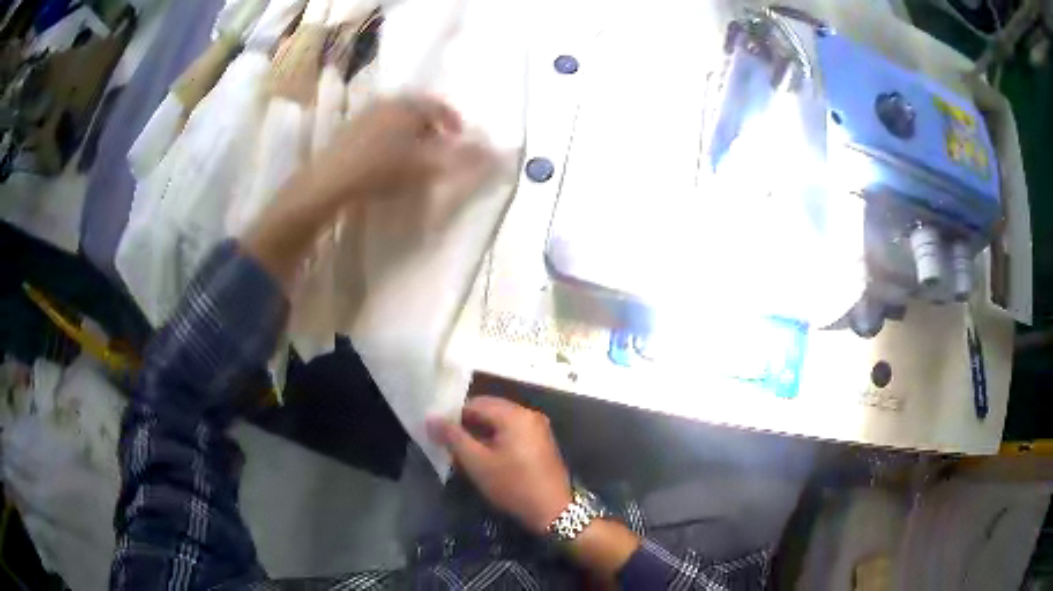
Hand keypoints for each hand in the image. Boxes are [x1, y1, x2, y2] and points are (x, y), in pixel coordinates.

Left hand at [311, 95, 489, 201]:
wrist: (330, 182)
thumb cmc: (382, 171)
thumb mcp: (426, 167)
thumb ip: (462, 159)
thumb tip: (496, 154)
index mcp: (409, 106)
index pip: (439, 107)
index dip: (452, 122)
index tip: (459, 138)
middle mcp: (388, 103)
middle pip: (417, 109)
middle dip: (432, 126)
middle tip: (438, 146)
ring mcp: (365, 114)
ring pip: (396, 118)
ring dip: (410, 131)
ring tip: (413, 154)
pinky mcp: (349, 129)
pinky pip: (379, 126)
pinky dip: (390, 136)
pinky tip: (386, 157)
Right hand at [429, 396, 572, 534]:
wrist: (553, 511)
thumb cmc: (513, 486)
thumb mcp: (477, 463)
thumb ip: (453, 438)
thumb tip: (431, 418)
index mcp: (515, 415)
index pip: (476, 403)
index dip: (453, 415)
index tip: (438, 431)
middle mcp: (529, 414)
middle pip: (490, 410)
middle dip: (467, 424)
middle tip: (447, 442)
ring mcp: (538, 428)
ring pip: (500, 422)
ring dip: (480, 433)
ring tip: (462, 452)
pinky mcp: (541, 443)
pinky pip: (512, 432)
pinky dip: (496, 439)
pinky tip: (484, 457)